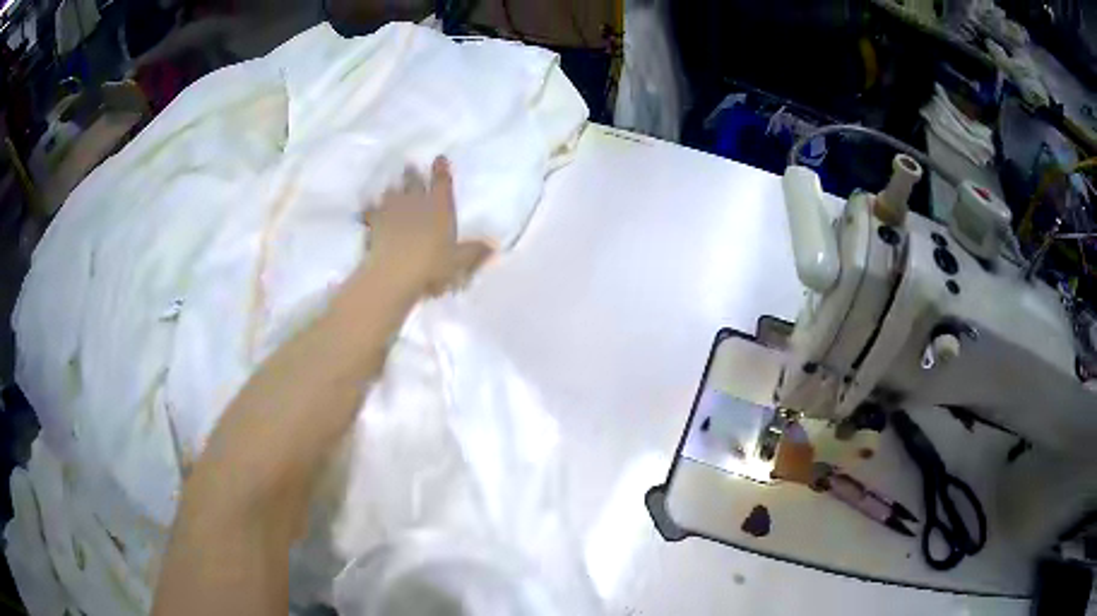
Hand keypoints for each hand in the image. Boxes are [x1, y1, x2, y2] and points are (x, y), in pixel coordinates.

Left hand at [364, 157, 491, 295]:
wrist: (393, 273)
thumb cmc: (432, 265)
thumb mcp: (460, 261)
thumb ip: (475, 252)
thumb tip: (493, 246)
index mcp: (439, 206)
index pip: (441, 182)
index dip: (441, 169)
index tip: (440, 158)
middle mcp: (415, 202)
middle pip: (412, 181)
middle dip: (412, 173)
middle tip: (410, 166)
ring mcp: (391, 211)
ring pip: (391, 192)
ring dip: (392, 189)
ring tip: (391, 187)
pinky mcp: (373, 224)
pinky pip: (370, 212)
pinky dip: (369, 209)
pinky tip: (366, 210)